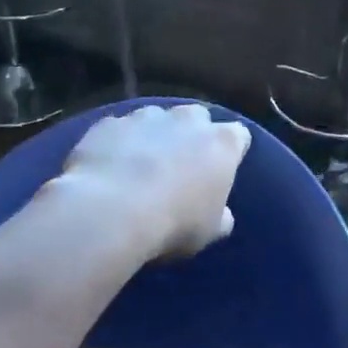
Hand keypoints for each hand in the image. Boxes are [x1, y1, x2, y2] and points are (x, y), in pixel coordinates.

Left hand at [59, 103, 250, 260]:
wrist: (110, 211)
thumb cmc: (174, 223)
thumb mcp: (209, 231)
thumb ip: (221, 216)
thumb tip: (222, 214)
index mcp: (222, 143)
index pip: (239, 136)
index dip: (232, 151)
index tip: (223, 169)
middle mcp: (188, 120)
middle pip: (197, 117)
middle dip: (192, 133)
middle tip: (182, 164)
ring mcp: (146, 116)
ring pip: (155, 118)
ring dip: (153, 135)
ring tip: (140, 166)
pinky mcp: (110, 123)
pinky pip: (119, 130)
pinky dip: (118, 143)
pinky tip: (109, 168)